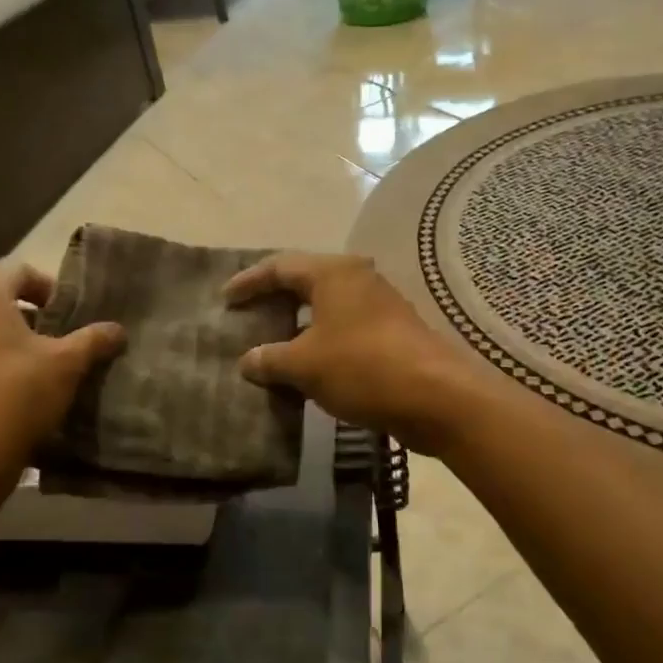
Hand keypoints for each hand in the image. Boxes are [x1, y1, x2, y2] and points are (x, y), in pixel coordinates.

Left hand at [0, 261, 123, 485]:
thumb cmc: (17, 396)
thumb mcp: (67, 365)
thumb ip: (94, 340)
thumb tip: (118, 329)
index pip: (19, 270)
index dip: (50, 287)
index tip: (71, 315)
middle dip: (34, 316)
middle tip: (63, 340)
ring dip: (15, 342)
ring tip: (44, 369)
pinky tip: (17, 394)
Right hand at [225, 253, 483, 450]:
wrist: (436, 396)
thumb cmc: (362, 367)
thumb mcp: (304, 365)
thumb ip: (270, 359)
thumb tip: (248, 361)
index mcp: (332, 273)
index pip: (279, 266)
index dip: (249, 281)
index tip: (225, 298)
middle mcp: (357, 278)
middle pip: (305, 281)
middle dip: (274, 298)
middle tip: (247, 314)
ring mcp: (379, 304)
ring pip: (326, 306)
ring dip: (298, 322)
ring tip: (271, 341)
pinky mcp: (392, 331)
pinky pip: (344, 327)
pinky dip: (320, 339)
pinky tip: (306, 364)